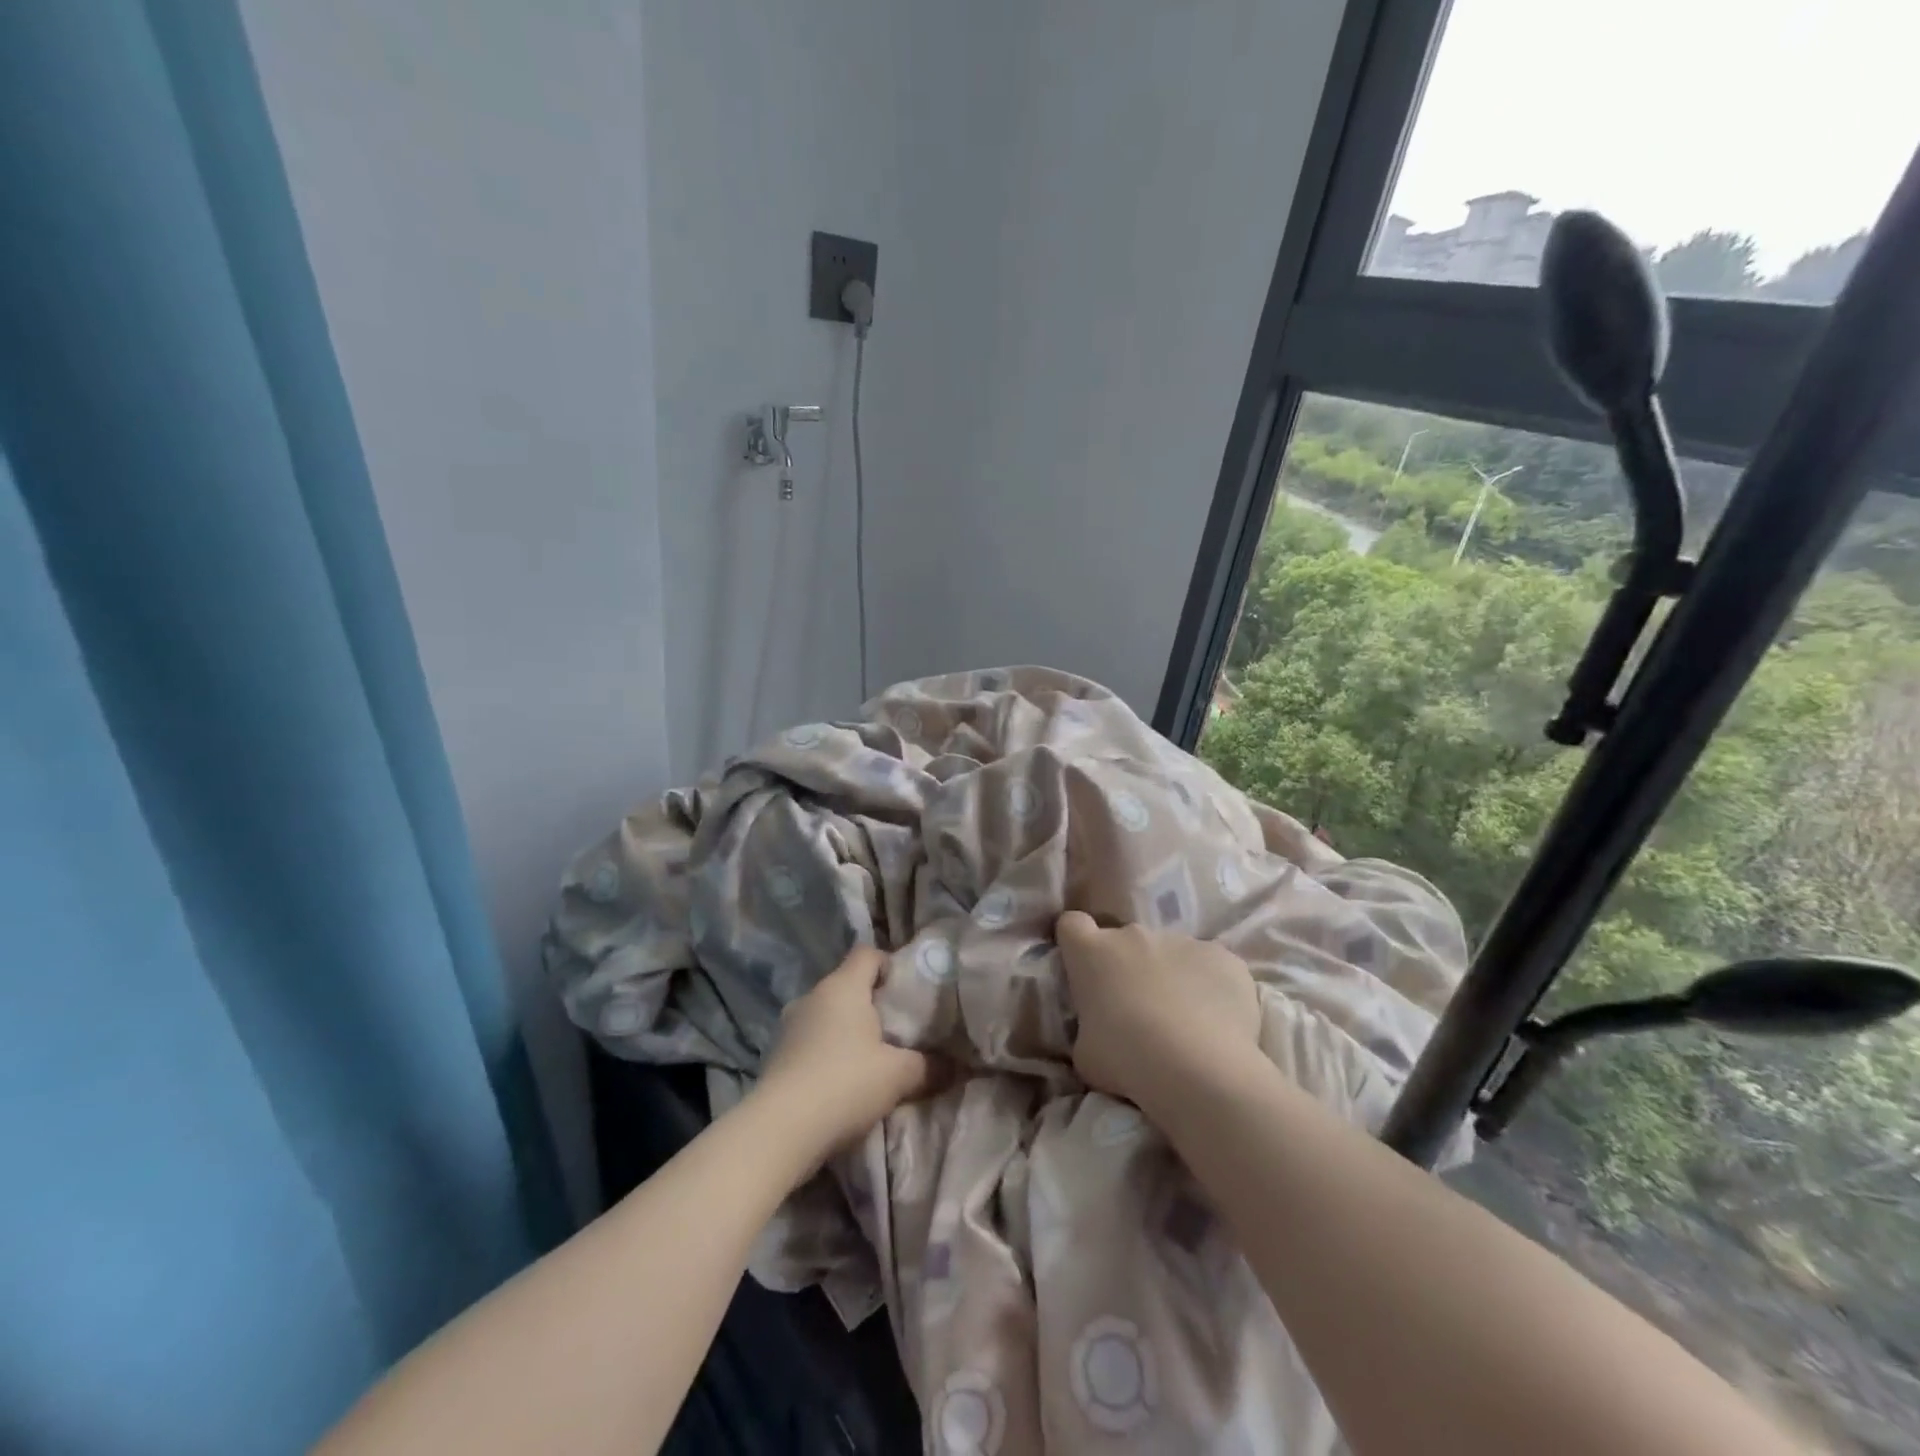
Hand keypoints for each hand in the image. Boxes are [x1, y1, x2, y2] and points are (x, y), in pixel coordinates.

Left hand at [753, 944, 942, 1161]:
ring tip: (871, 1059)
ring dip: (847, 1031)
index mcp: (843, 986)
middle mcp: (813, 996)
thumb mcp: (898, 1075)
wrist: (780, 1131)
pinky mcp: (776, 1055)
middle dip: (872, 1003)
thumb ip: (929, 1066)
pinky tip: (842, 1081)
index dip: (889, 965)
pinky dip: (827, 1052)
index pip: (868, 954)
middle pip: (847, 985)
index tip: (907, 991)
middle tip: (897, 1029)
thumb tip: (955, 1066)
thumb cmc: (845, 1083)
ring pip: (827, 1014)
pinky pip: (811, 1041)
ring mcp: (789, 1025)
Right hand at [1054, 911, 1261, 1115]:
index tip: (1084, 966)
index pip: (1072, 925)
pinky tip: (1217, 1021)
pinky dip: (1211, 986)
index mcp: (1092, 953)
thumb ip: (1089, 1026)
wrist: (1198, 1069)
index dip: (1077, 943)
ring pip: (1172, 953)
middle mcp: (1134, 935)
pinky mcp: (1222, 956)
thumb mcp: (1086, 1052)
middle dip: (1129, 966)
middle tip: (1138, 1009)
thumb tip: (1100, 1027)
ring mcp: (1181, 941)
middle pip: (1126, 941)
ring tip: (1185, 1021)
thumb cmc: (1127, 1060)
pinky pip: (1211, 966)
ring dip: (1172, 976)